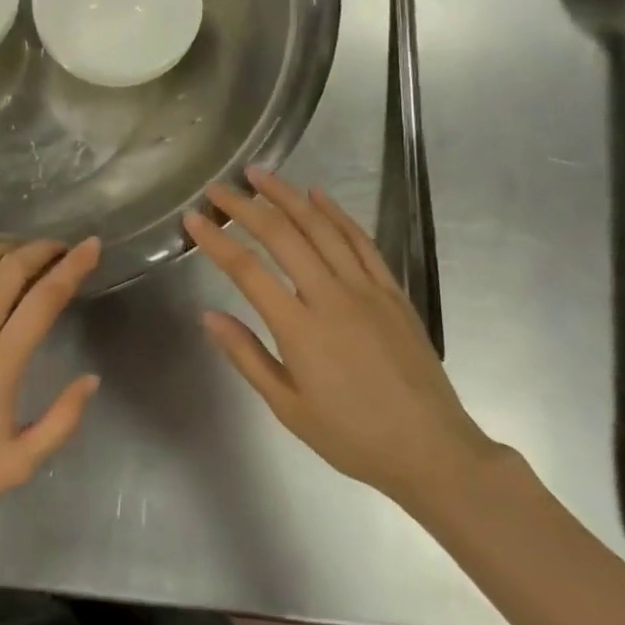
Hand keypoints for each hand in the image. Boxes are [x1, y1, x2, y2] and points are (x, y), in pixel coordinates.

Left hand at [0, 238, 102, 520]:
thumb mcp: (20, 463)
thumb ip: (62, 420)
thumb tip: (91, 379)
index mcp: (0, 362)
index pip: (45, 298)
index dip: (73, 267)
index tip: (91, 246)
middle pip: (10, 269)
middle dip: (41, 250)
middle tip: (58, 248)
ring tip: (13, 255)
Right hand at [183, 169, 501, 510]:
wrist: (432, 450)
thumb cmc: (352, 436)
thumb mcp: (288, 408)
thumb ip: (247, 356)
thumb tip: (209, 315)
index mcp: (300, 329)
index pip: (247, 270)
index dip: (216, 241)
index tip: (193, 218)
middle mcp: (331, 297)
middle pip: (282, 236)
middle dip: (246, 206)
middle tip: (219, 187)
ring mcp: (367, 289)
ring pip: (322, 228)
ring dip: (288, 196)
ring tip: (260, 174)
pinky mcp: (393, 291)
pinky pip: (362, 241)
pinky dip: (337, 213)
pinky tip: (318, 195)